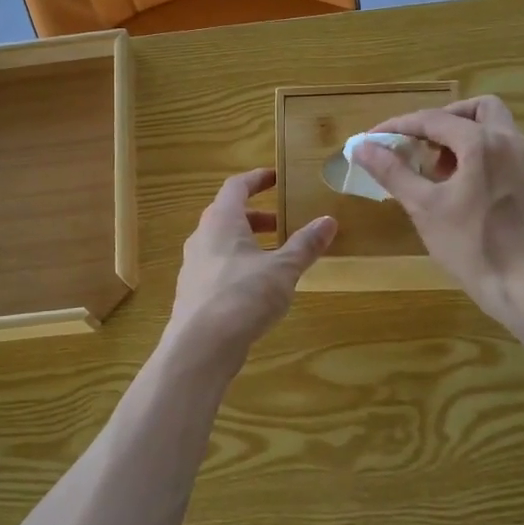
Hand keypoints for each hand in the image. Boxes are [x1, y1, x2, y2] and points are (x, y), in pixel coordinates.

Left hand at [166, 169, 336, 364]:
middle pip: (228, 215)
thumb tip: (329, 221)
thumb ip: (305, 245)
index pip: (236, 186)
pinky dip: (239, 265)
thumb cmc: (242, 296)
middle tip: (284, 223)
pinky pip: (219, 267)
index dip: (257, 179)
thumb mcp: (282, 269)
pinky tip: (258, 287)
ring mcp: (194, 266)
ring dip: (249, 243)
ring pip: (223, 243)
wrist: (200, 346)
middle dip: (257, 216)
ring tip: (277, 257)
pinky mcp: (194, 292)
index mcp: (220, 221)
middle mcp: (202, 237)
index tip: (276, 178)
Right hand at [353, 95, 523, 326]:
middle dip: (441, 120)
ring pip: (492, 128)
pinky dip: (478, 153)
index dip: (397, 126)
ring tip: (435, 169)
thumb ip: (392, 172)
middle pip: (475, 109)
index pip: (432, 119)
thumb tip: (361, 147)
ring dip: (461, 136)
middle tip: (416, 145)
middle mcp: (509, 142)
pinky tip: (458, 186)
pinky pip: (502, 150)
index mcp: (482, 142)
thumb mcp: (424, 207)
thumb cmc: (472, 246)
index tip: (371, 140)